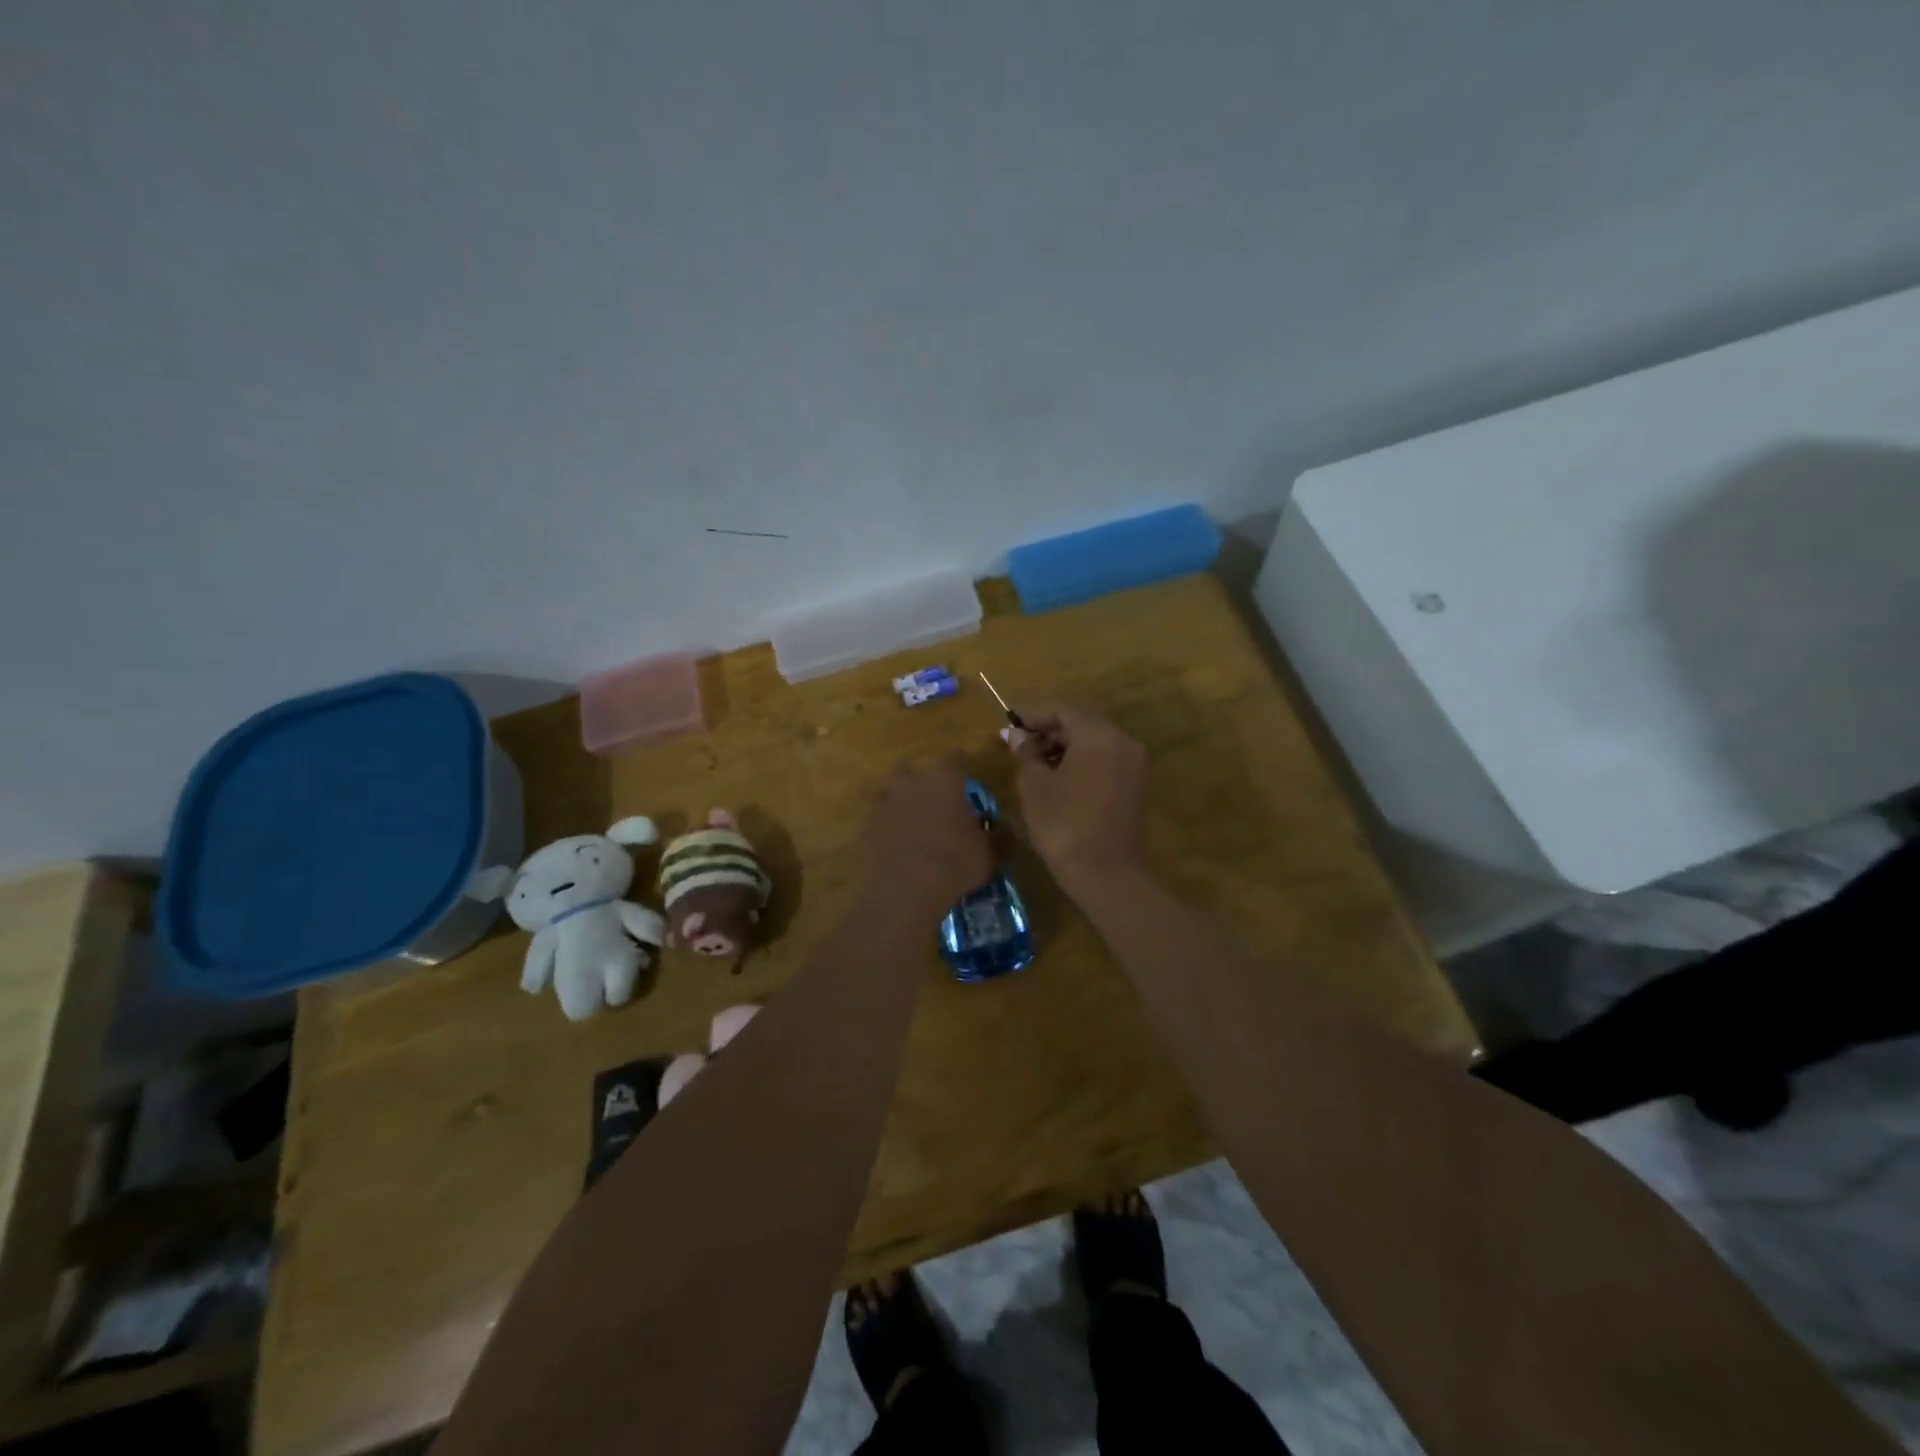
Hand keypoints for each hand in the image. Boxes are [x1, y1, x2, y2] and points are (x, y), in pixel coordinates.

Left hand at [860, 754, 993, 912]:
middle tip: (930, 795)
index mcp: (945, 781)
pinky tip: (889, 836)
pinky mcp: (866, 825)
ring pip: (887, 788)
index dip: (959, 764)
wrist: (906, 888)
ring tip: (905, 814)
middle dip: (920, 779)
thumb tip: (1002, 830)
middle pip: (911, 768)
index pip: (954, 759)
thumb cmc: (955, 863)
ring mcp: (884, 802)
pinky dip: (882, 822)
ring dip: (895, 797)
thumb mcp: (989, 854)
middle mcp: (912, 783)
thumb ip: (996, 837)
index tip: (963, 771)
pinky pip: (874, 816)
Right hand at [1010, 703, 1149, 894]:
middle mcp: (1123, 741)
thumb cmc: (1064, 825)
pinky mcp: (1136, 785)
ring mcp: (1134, 764)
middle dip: (1048, 729)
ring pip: (1095, 741)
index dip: (1034, 713)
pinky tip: (1057, 778)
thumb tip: (1016, 734)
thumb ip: (1025, 753)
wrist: (1107, 875)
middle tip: (1018, 744)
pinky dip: (1081, 761)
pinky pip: (1105, 759)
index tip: (1009, 723)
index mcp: (1099, 735)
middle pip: (1082, 722)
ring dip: (1064, 746)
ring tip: (1033, 763)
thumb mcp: (1035, 786)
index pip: (1064, 708)